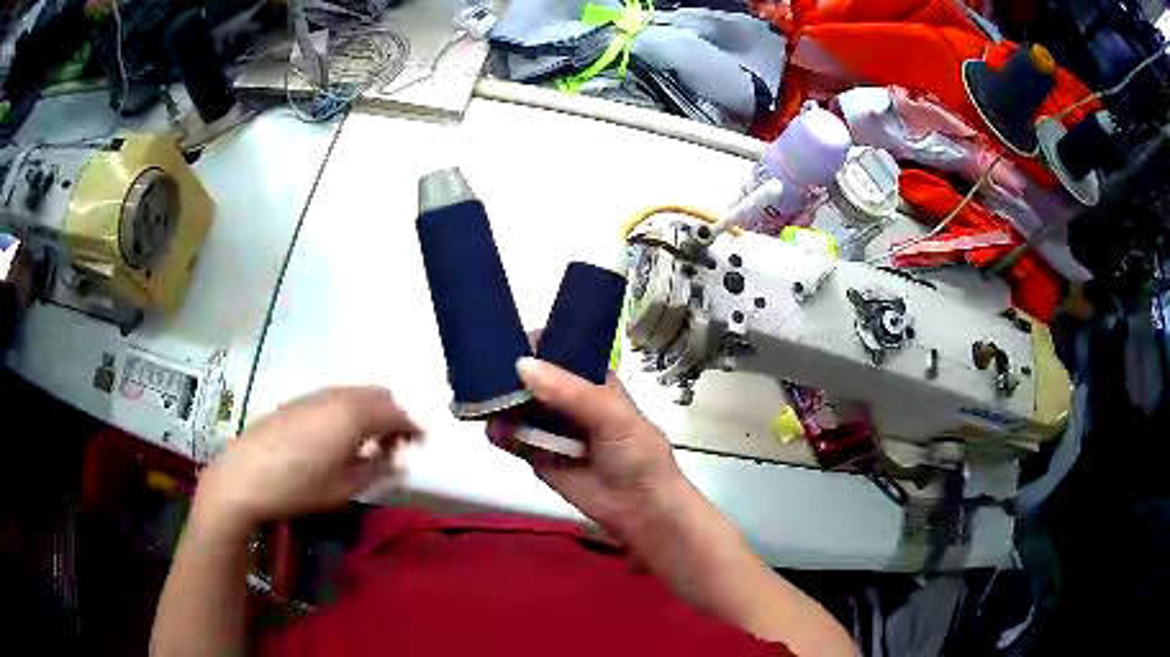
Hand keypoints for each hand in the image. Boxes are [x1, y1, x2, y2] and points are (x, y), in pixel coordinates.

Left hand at [195, 386, 420, 530]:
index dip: (415, 427)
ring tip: (372, 445)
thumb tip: (398, 461)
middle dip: (395, 416)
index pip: (397, 412)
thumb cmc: (298, 487)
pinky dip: (350, 413)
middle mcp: (337, 395)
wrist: (242, 477)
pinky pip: (336, 399)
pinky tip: (341, 440)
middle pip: (378, 395)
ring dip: (372, 414)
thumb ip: (377, 470)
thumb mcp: (344, 488)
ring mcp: (314, 396)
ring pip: (355, 395)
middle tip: (399, 446)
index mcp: (353, 414)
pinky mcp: (297, 402)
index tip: (424, 445)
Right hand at [496, 357, 685, 537]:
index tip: (506, 341)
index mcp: (591, 380)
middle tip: (481, 370)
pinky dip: (499, 433)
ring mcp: (550, 428)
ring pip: (517, 408)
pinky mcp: (537, 455)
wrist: (640, 509)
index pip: (559, 352)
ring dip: (499, 403)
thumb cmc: (637, 454)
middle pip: (531, 379)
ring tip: (482, 401)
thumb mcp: (612, 415)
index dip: (534, 345)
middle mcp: (567, 399)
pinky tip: (493, 430)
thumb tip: (521, 365)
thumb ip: (570, 392)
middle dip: (508, 374)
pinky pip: (512, 439)